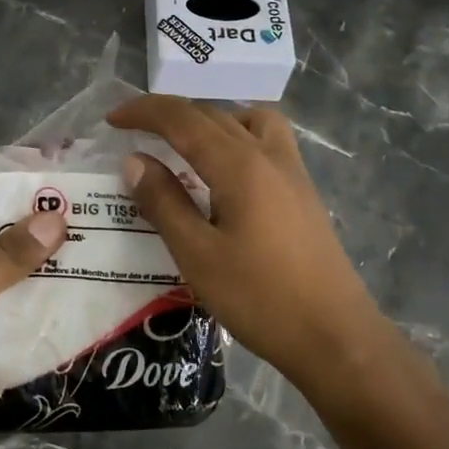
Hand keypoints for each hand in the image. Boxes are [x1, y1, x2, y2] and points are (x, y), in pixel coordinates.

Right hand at [107, 97, 385, 393]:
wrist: (336, 336)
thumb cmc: (260, 298)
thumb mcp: (198, 255)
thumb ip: (164, 203)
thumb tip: (135, 161)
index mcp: (239, 165)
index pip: (183, 119)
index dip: (144, 112)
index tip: (112, 120)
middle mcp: (268, 155)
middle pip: (213, 114)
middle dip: (169, 113)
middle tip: (134, 130)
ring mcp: (292, 171)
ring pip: (246, 120)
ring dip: (209, 119)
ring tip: (183, 143)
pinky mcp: (303, 191)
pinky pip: (267, 140)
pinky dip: (237, 136)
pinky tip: (225, 172)